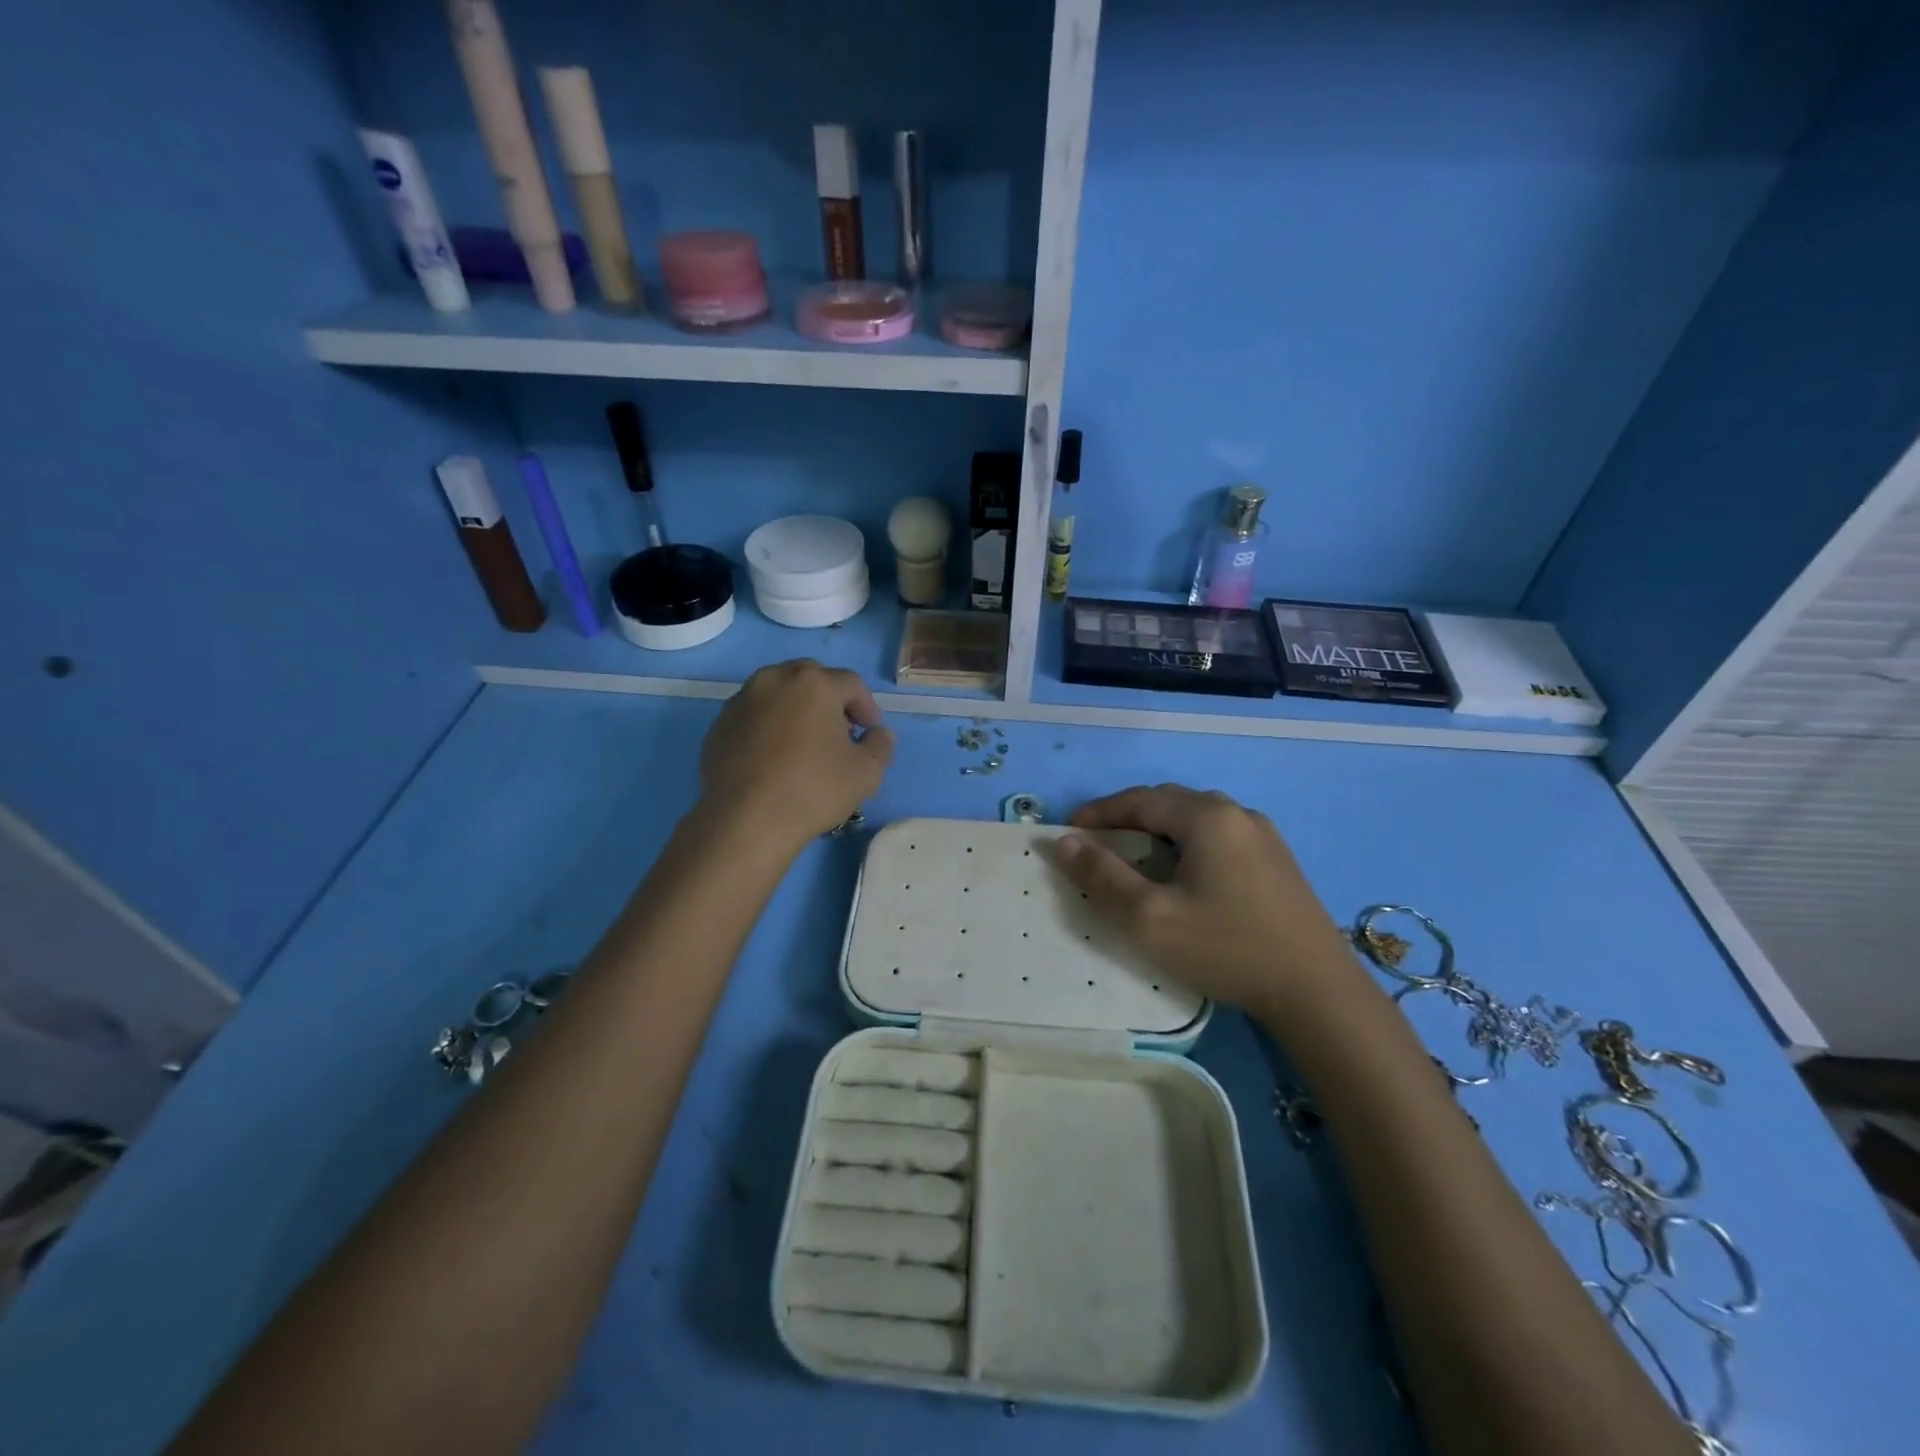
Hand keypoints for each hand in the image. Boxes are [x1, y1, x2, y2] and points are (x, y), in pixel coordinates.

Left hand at [698, 661, 893, 849]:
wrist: (745, 821)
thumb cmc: (814, 790)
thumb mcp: (867, 773)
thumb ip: (881, 745)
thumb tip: (878, 734)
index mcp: (814, 683)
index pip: (851, 684)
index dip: (867, 707)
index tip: (870, 733)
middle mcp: (774, 680)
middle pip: (811, 679)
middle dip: (830, 701)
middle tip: (840, 732)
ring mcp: (741, 700)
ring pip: (778, 694)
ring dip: (797, 710)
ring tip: (805, 744)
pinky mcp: (719, 725)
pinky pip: (754, 716)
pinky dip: (769, 727)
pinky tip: (774, 758)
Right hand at [1055, 784, 1366, 1031]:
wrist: (1318, 992)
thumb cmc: (1226, 948)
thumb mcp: (1150, 918)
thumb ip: (1102, 876)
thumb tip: (1064, 842)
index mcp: (1208, 817)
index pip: (1139, 799)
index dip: (1099, 813)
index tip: (1068, 833)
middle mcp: (1238, 813)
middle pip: (1169, 803)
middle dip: (1127, 818)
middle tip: (1097, 845)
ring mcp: (1264, 836)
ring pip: (1196, 820)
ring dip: (1158, 831)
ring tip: (1135, 858)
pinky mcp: (1278, 862)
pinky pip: (1220, 838)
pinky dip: (1187, 845)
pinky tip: (1184, 875)